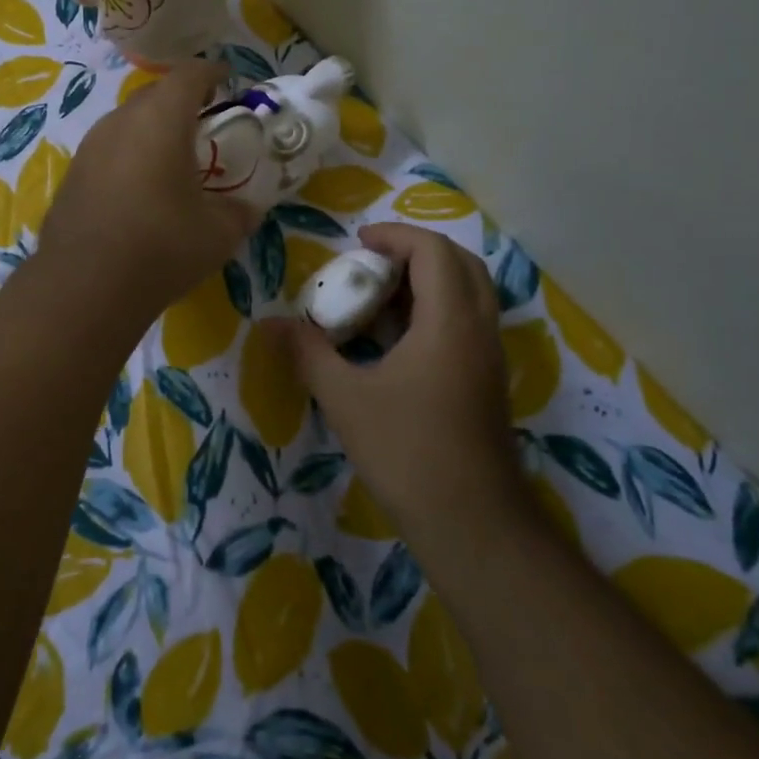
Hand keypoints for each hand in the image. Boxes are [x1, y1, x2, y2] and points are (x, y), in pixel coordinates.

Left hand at [36, 61, 258, 324]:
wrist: (84, 287)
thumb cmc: (161, 248)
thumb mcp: (218, 234)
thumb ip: (239, 212)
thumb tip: (247, 208)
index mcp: (161, 120)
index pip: (190, 75)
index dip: (212, 73)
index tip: (228, 81)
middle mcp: (120, 121)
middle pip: (155, 94)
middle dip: (182, 101)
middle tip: (205, 123)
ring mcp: (90, 147)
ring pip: (127, 122)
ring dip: (152, 129)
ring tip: (172, 159)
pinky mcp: (72, 175)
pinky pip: (109, 150)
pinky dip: (129, 156)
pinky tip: (139, 190)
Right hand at [275, 224, 533, 555]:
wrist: (472, 523)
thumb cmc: (407, 452)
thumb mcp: (345, 398)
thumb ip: (308, 353)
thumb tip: (269, 324)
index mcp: (450, 322)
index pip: (434, 250)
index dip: (395, 235)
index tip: (356, 242)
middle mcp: (479, 329)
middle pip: (460, 263)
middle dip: (414, 251)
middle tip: (371, 264)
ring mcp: (489, 356)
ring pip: (468, 293)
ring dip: (426, 281)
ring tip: (377, 298)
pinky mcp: (487, 381)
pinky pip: (466, 322)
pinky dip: (433, 311)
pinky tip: (394, 340)